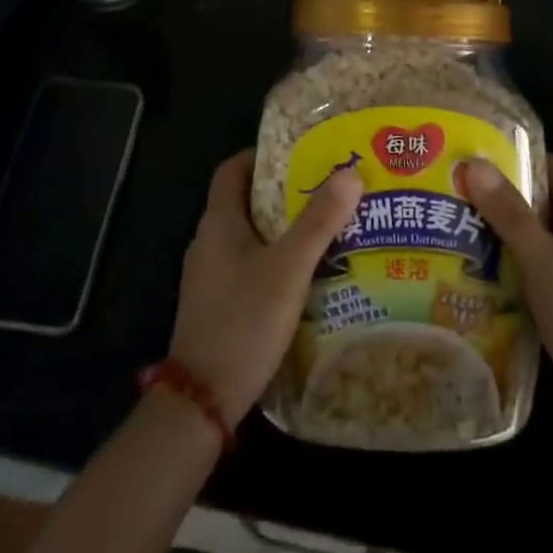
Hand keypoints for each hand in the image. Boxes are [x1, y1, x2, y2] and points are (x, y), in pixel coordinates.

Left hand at [168, 150, 361, 426]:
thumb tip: (350, 173)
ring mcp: (209, 274)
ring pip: (248, 235)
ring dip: (280, 227)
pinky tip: (304, 274)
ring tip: (323, 227)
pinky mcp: (216, 302)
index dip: (262, 155)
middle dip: (282, 191)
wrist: (202, 399)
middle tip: (324, 189)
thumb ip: (318, 221)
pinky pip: (246, 264)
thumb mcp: (288, 268)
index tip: (300, 154)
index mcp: (219, 221)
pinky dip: (273, 258)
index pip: (233, 169)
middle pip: (244, 200)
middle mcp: (208, 241)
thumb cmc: (244, 320)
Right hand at [462, 154, 552, 456]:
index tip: (475, 146)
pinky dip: (500, 260)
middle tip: (451, 182)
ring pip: (528, 235)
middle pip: (537, 200)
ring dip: (495, 227)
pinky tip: (468, 266)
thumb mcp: (544, 260)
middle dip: (498, 190)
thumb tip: (474, 163)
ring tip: (449, 218)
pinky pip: (526, 266)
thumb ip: (511, 213)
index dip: (518, 153)